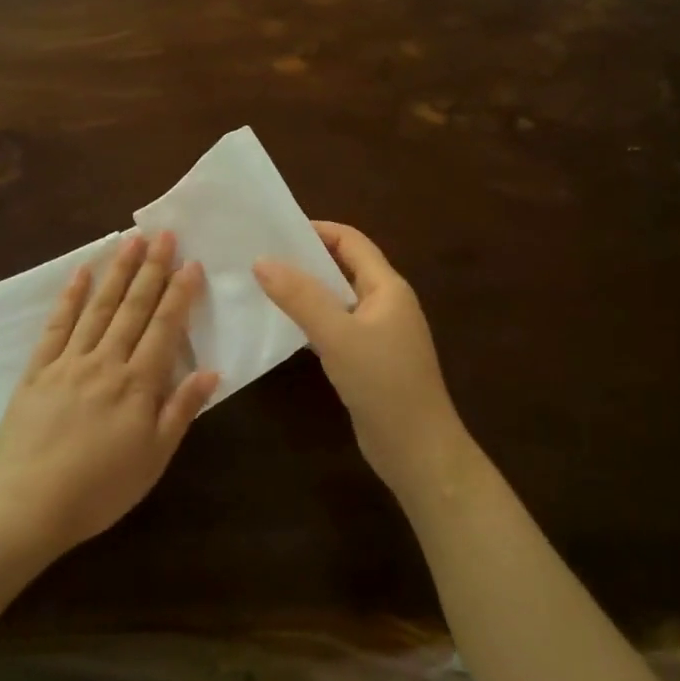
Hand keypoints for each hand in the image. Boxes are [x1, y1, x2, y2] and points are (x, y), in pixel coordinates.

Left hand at [0, 232, 218, 552]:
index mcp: (137, 385)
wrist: (27, 506)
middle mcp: (105, 362)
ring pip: (98, 308)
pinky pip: (56, 326)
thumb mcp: (154, 458)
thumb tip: (211, 371)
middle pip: (133, 308)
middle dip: (152, 269)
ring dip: (117, 272)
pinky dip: (70, 297)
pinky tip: (81, 272)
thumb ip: (181, 410)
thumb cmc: (100, 489)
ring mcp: (68, 362)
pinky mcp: (37, 370)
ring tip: (131, 240)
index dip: (179, 294)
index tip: (191, 263)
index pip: (164, 328)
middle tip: (164, 234)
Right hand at [253, 222, 472, 502]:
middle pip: (345, 267)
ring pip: (339, 300)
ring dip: (307, 291)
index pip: (351, 242)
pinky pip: (337, 328)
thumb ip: (300, 297)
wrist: (417, 450)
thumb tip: (262, 260)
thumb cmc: (383, 383)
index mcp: (387, 287)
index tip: (276, 231)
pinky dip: (313, 320)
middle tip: (262, 257)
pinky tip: (286, 327)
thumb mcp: (338, 335)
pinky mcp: (369, 361)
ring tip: (265, 287)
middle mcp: (386, 304)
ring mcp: (379, 334)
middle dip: (307, 260)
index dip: (317, 230)